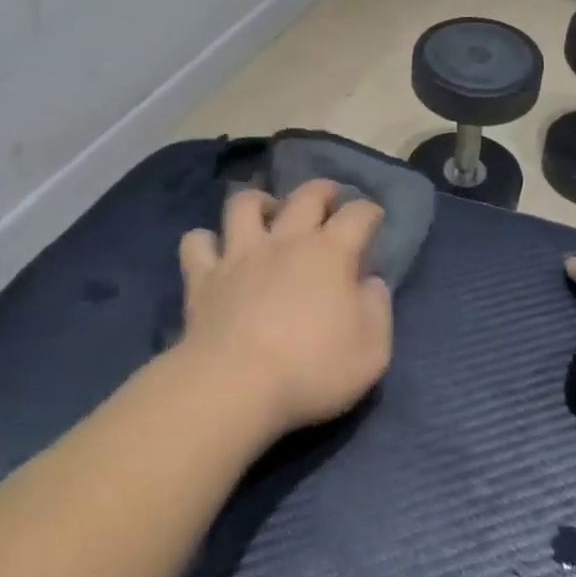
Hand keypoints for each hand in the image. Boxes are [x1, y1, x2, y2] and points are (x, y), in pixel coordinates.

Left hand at [177, 181, 392, 436]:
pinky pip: (197, 242)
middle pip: (306, 196)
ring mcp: (240, 254)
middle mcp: (286, 241)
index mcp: (330, 254)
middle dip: (322, 191)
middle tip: (329, 199)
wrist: (235, 386)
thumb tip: (372, 283)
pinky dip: (205, 241)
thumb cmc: (312, 369)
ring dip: (259, 201)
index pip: (357, 215)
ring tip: (267, 212)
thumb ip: (377, 309)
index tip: (374, 218)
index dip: (369, 211)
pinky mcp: (203, 277)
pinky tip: (214, 251)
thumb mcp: (371, 350)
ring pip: (245, 204)